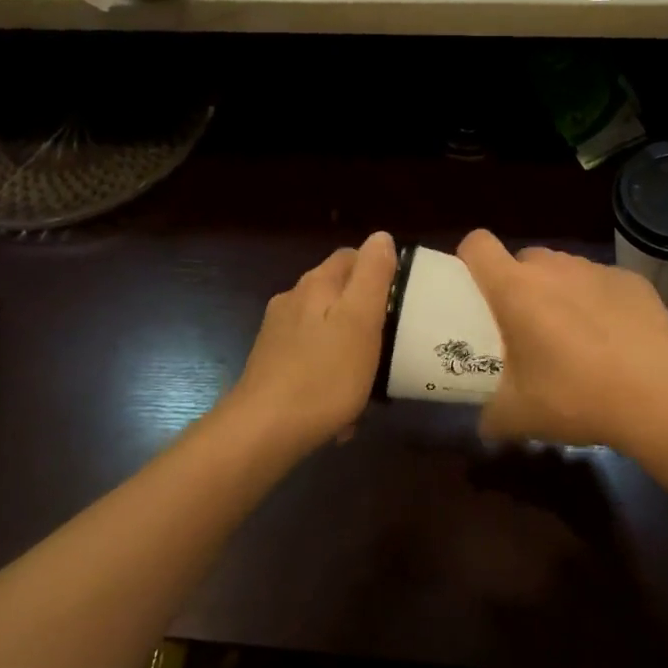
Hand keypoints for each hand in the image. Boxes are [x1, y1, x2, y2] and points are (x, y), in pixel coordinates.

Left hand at [227, 231, 397, 454]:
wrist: (264, 431)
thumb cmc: (324, 374)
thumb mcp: (361, 320)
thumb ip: (372, 275)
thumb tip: (380, 236)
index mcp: (316, 284)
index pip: (352, 256)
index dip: (380, 270)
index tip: (403, 297)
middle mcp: (293, 301)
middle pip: (338, 293)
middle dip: (365, 313)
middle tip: (392, 341)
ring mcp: (278, 334)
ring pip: (326, 329)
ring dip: (349, 347)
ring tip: (370, 379)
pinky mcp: (272, 365)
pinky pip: (313, 359)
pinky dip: (330, 374)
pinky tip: (342, 406)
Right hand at [456, 229, 667, 449]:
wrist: (656, 394)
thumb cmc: (574, 396)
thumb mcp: (518, 417)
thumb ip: (490, 416)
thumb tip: (485, 424)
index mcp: (515, 289)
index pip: (477, 245)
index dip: (470, 259)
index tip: (475, 288)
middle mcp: (553, 268)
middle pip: (523, 260)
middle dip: (520, 285)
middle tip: (527, 327)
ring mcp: (595, 269)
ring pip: (565, 270)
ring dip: (561, 293)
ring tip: (576, 336)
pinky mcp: (632, 280)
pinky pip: (603, 283)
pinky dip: (601, 302)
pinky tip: (616, 340)